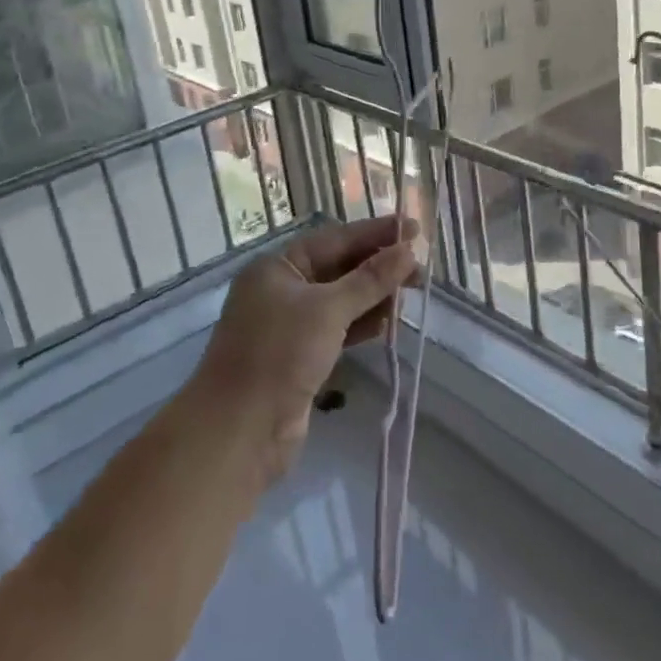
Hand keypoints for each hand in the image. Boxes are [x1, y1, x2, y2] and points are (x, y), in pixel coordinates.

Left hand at [194, 216, 420, 483]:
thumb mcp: (328, 310)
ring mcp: (291, 325)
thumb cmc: (279, 355)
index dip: (375, 233)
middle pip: (339, 268)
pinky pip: (339, 329)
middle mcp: (282, 290)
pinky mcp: (301, 357)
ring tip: (411, 295)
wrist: (239, 432)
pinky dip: (363, 324)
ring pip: (342, 300)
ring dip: (374, 296)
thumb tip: (409, 250)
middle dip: (379, 267)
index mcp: (277, 267)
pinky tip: (389, 323)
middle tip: (420, 270)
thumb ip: (370, 279)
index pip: (334, 238)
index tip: (413, 228)